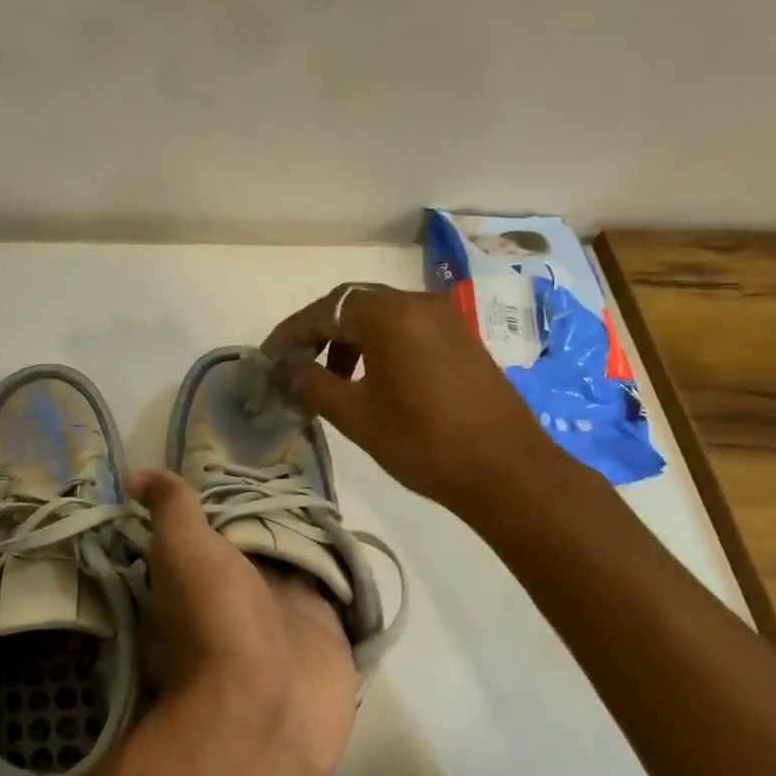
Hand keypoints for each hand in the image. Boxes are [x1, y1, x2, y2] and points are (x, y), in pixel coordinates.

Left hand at [128, 470, 357, 775]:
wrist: (263, 713)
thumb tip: (135, 475)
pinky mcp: (328, 633)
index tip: (248, 458)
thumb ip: (170, 510)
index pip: (217, 524)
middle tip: (302, 467)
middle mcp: (243, 592)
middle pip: (264, 540)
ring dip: (314, 538)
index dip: (230, 494)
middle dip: (279, 510)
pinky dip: (346, 571)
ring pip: (302, 564)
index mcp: (204, 573)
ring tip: (333, 492)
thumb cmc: (215, 622)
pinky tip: (357, 541)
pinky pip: (339, 593)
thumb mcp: (182, 551)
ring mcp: (287, 615)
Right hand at [263, 282, 560, 513]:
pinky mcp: (461, 339)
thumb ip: (312, 383)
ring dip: (350, 339)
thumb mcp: (355, 415)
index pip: (324, 310)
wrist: (507, 471)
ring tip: (332, 380)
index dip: (291, 333)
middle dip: (319, 332)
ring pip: (382, 316)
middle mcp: (417, 304)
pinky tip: (372, 382)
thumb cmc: (423, 441)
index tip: (268, 358)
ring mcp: (445, 319)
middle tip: (296, 365)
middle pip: (353, 304)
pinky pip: (407, 329)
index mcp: (389, 315)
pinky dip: (379, 345)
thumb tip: (285, 368)